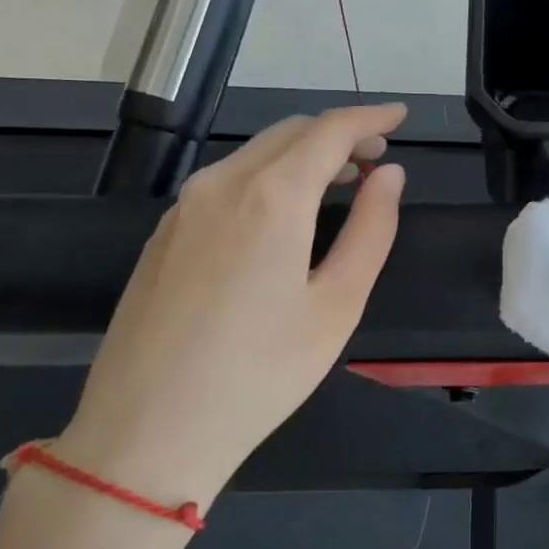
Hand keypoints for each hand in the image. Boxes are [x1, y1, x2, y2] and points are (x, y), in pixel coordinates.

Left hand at [54, 105, 407, 516]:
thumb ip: (371, 228)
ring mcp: (184, 207)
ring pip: (255, 154)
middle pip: (290, 133)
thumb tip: (389, 175)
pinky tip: (285, 212)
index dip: (370, 117)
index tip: (401, 115)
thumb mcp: (338, 304)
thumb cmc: (261, 373)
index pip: (329, 131)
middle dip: (339, 133)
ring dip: (304, 154)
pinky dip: (269, 176)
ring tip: (341, 180)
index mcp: (271, 197)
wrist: (146, 433)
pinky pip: (227, 181)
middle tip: (378, 156)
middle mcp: (221, 185)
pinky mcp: (164, 234)